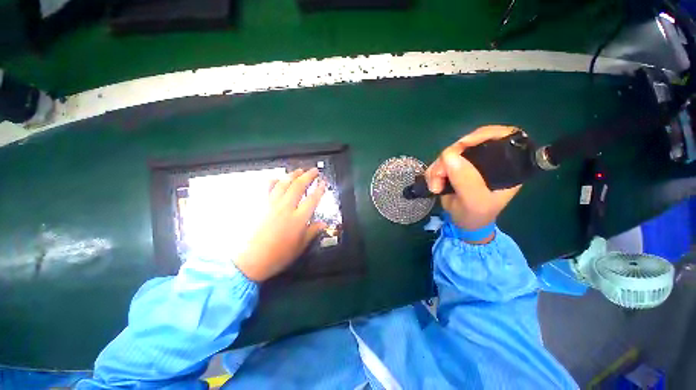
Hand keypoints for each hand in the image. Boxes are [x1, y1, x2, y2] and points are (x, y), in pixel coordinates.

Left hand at [234, 168, 326, 281]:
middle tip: (314, 170)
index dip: (320, 189)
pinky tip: (277, 179)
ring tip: (299, 170)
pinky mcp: (259, 205)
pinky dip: (273, 181)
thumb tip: (323, 224)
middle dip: (308, 176)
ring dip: (293, 175)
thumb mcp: (300, 246)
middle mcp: (286, 208)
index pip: (312, 199)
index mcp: (298, 219)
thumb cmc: (278, 255)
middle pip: (299, 186)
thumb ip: (312, 232)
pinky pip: (267, 188)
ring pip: (283, 184)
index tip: (324, 182)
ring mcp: (271, 205)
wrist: (250, 261)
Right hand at [425, 126, 521, 237]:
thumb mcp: (474, 202)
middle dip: (449, 158)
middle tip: (439, 177)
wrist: (463, 223)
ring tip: (436, 187)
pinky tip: (433, 185)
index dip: (482, 135)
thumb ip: (466, 181)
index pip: (502, 136)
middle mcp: (488, 160)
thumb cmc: (475, 216)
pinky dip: (432, 172)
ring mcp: (469, 163)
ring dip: (437, 169)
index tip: (462, 145)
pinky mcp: (454, 167)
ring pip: (449, 153)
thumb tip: (450, 156)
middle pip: (467, 143)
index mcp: (506, 165)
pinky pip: (439, 162)